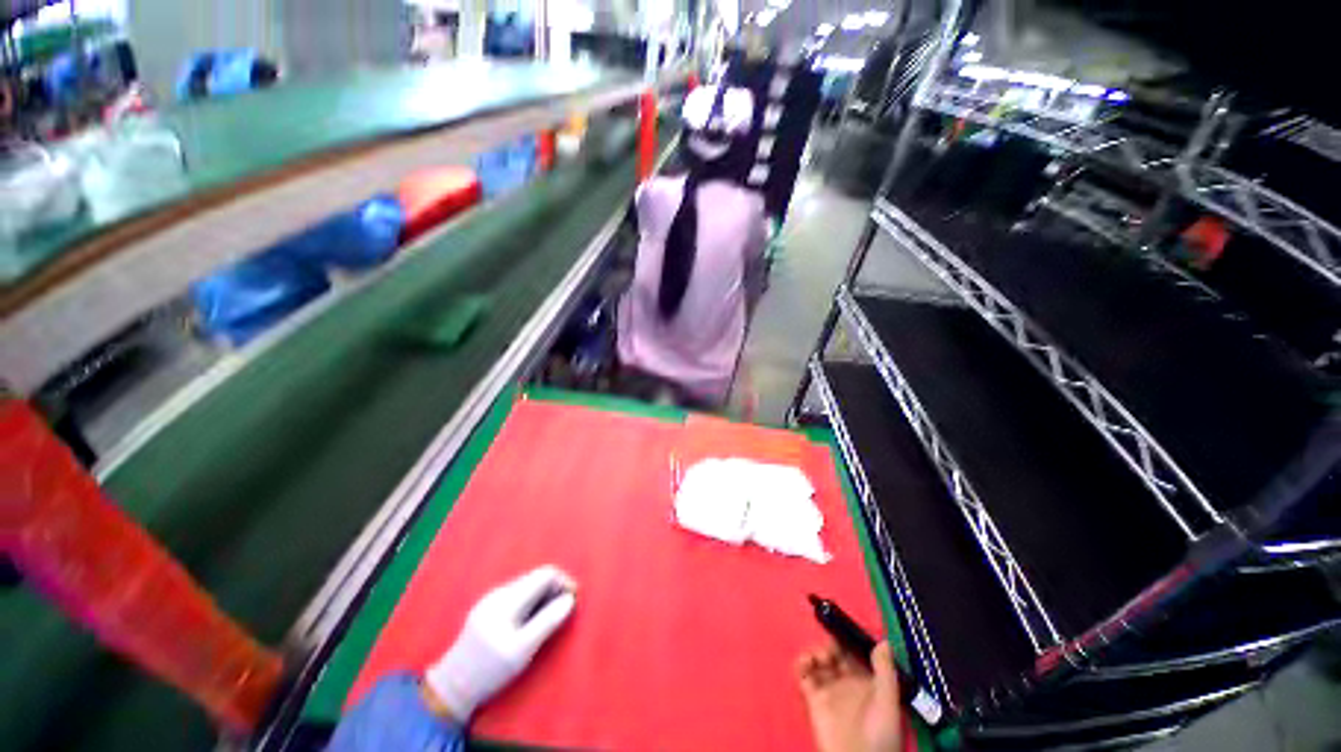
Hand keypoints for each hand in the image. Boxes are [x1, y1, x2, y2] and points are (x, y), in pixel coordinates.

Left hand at [425, 565, 576, 720]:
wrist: (452, 686)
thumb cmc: (490, 670)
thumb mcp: (522, 650)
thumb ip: (547, 622)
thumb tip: (570, 599)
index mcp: (508, 599)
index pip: (545, 574)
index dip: (564, 581)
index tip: (574, 599)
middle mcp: (500, 592)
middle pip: (537, 577)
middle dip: (555, 588)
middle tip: (566, 609)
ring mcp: (492, 598)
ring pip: (527, 585)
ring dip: (544, 595)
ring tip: (551, 616)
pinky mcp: (488, 607)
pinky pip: (518, 594)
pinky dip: (532, 601)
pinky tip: (533, 619)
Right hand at [797, 641, 902, 751]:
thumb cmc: (878, 731)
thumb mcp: (888, 700)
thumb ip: (885, 671)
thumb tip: (884, 641)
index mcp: (867, 681)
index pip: (856, 654)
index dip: (848, 641)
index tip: (841, 629)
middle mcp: (848, 682)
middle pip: (835, 654)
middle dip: (830, 644)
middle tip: (829, 647)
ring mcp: (829, 689)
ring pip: (818, 661)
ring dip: (815, 653)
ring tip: (817, 658)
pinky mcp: (813, 698)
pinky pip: (803, 675)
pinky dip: (800, 664)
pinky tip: (805, 663)